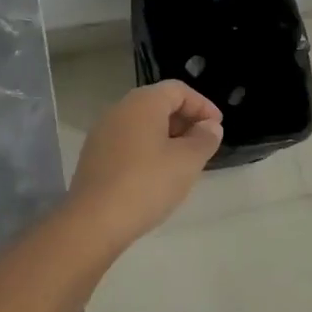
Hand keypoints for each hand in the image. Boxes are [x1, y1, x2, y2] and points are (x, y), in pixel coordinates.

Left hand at [65, 81, 223, 247]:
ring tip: (184, 162)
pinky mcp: (94, 156)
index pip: (178, 90)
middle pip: (158, 104)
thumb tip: (210, 126)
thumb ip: (204, 139)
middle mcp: (119, 110)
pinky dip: (148, 150)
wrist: (93, 221)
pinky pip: (128, 142)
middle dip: (185, 121)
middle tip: (203, 144)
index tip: (218, 127)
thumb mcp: (187, 161)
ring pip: (142, 125)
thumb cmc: (147, 183)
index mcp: (143, 103)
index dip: (202, 105)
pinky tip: (157, 175)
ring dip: (167, 137)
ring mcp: (102, 133)